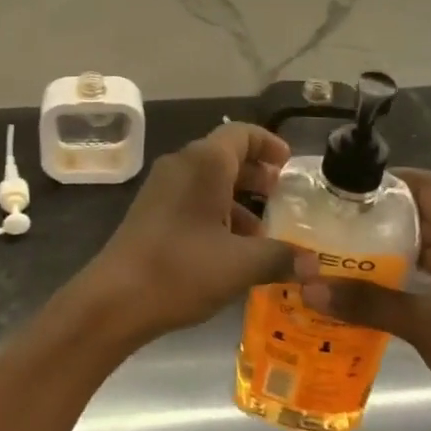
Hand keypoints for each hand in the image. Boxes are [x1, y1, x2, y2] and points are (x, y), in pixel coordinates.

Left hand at [74, 122, 296, 345]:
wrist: (116, 297)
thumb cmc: (182, 269)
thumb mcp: (240, 265)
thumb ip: (280, 257)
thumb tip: (314, 265)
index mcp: (204, 163)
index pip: (241, 134)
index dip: (268, 144)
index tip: (289, 166)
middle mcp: (182, 164)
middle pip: (224, 155)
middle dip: (255, 173)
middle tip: (281, 197)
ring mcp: (162, 186)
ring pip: (207, 179)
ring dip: (237, 197)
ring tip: (263, 231)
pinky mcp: (151, 209)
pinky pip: (191, 196)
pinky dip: (216, 210)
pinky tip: (231, 247)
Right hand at [298, 169, 430, 430]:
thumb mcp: (424, 326)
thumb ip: (367, 303)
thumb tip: (309, 287)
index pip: (426, 184)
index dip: (387, 180)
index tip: (345, 189)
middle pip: (424, 210)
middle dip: (381, 214)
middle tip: (336, 222)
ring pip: (429, 241)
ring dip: (392, 244)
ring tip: (346, 251)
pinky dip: (408, 269)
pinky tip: (376, 285)